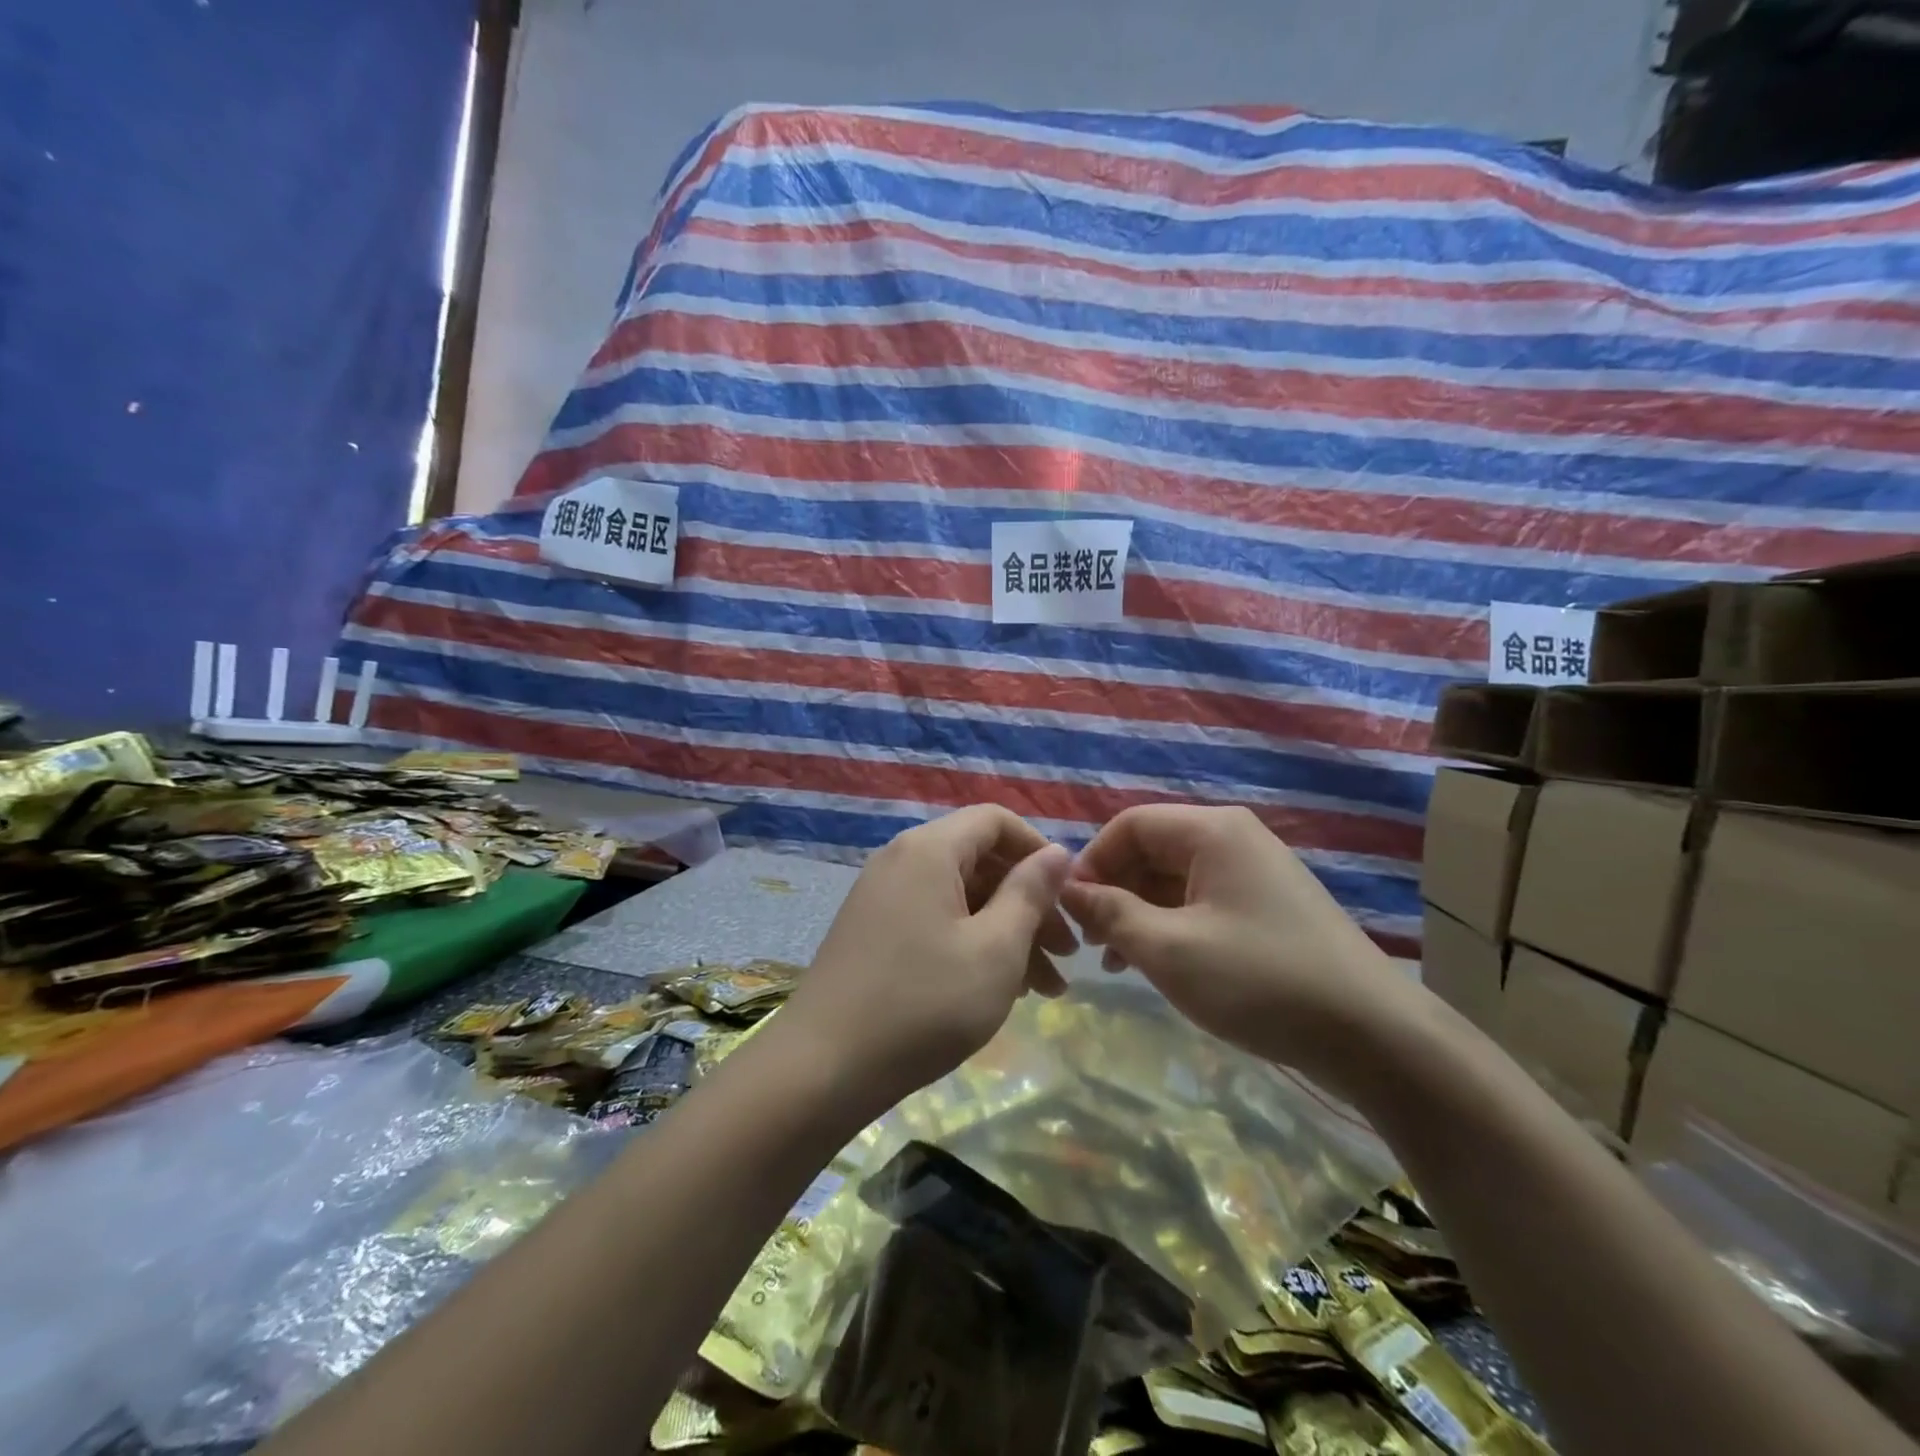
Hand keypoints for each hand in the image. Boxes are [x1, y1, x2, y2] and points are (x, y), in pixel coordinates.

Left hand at [779, 806, 1074, 1112]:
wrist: (823, 1068)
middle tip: (1067, 956)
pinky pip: (935, 920)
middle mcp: (902, 859)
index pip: (995, 820)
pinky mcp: (873, 931)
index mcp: (929, 849)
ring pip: (960, 897)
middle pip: (980, 861)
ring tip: (1044, 988)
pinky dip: (971, 943)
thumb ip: (1030, 893)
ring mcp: (882, 896)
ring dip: (1006, 932)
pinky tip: (998, 989)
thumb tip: (1057, 853)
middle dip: (1029, 903)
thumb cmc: (924, 1004)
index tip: (1069, 897)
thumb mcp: (995, 949)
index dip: (1039, 850)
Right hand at [1058, 805, 1415, 1092]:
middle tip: (1092, 942)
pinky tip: (1158, 964)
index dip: (1092, 862)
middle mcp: (1234, 839)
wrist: (1373, 1036)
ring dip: (1139, 913)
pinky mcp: (1268, 907)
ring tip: (1117, 961)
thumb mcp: (1169, 949)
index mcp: (1212, 831)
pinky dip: (1172, 926)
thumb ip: (1110, 914)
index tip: (1070, 911)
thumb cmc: (1260, 980)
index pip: (1129, 825)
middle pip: (1152, 849)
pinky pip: (1202, 902)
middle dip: (1114, 890)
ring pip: (1175, 879)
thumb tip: (1068, 891)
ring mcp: (1255, 873)